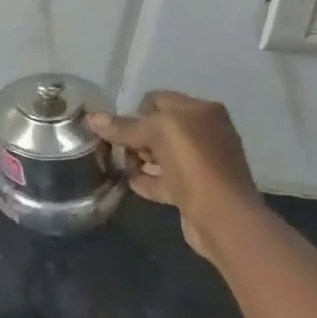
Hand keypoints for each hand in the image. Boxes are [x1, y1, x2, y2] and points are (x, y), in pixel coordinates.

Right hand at [87, 92, 265, 259]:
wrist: (223, 218)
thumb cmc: (193, 164)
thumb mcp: (155, 134)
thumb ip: (123, 127)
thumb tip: (92, 119)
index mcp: (201, 111)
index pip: (158, 99)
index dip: (135, 111)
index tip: (118, 128)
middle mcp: (204, 132)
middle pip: (158, 127)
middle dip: (135, 136)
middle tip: (120, 149)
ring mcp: (202, 163)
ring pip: (161, 154)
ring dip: (139, 159)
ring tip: (123, 167)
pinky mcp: (197, 190)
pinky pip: (165, 179)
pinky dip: (148, 180)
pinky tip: (132, 184)